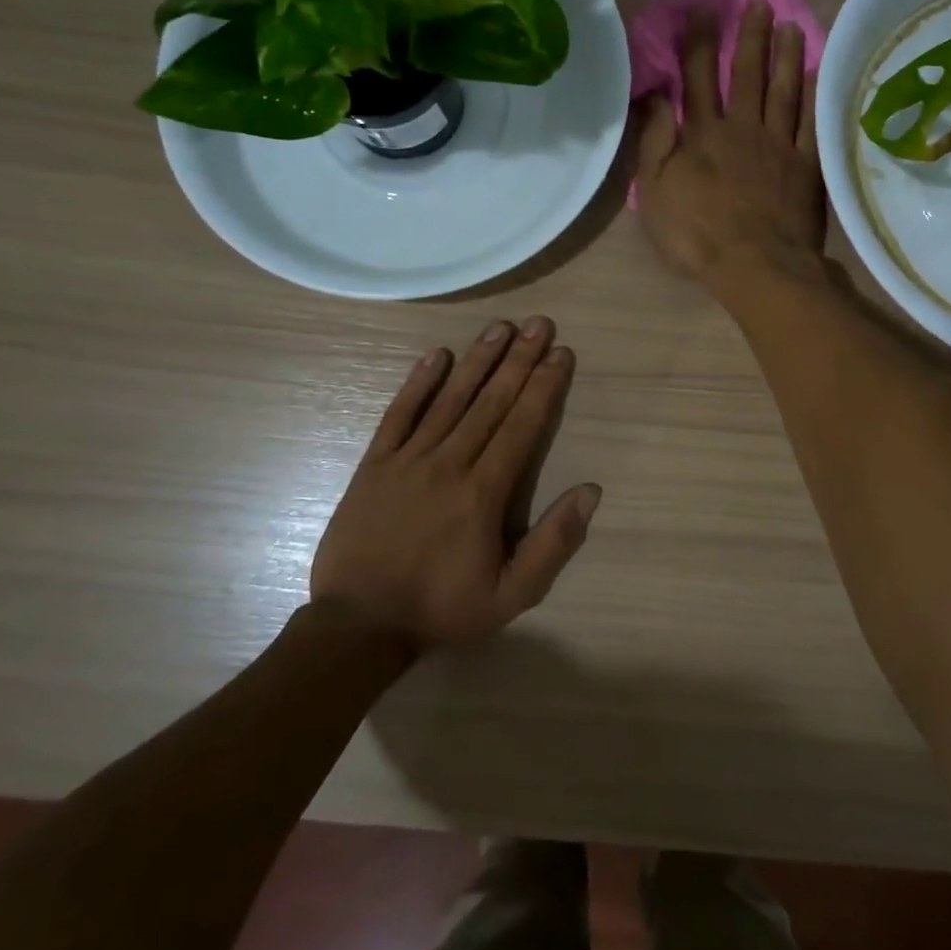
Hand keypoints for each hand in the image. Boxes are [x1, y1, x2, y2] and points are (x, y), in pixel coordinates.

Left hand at [310, 317, 599, 649]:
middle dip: (519, 360)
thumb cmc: (442, 609)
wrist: (359, 625)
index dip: (544, 386)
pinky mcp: (374, 464)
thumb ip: (553, 542)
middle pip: (491, 402)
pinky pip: (399, 414)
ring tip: (500, 327)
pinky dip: (418, 383)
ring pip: (450, 399)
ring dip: (477, 360)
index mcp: (484, 493)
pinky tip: (436, 354)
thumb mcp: (512, 595)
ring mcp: (408, 460)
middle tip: (540, 324)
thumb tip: (591, 491)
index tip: (561, 353)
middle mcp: (449, 464)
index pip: (521, 426)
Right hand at [635, 0, 826, 302]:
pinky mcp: (807, 166)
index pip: (698, 78)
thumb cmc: (697, 235)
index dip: (699, 43)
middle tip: (759, 4)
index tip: (703, 10)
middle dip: (750, 37)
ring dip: (786, 57)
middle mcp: (743, 129)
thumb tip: (656, 98)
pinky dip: (815, 96)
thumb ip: (655, 143)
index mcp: (703, 135)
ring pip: (784, 91)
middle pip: (747, 75)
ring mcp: (779, 145)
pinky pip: (812, 123)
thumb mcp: (656, 193)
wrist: (756, 266)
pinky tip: (819, 74)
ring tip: (791, 25)